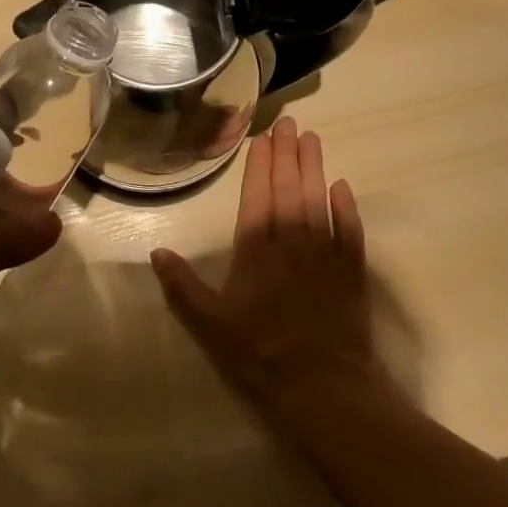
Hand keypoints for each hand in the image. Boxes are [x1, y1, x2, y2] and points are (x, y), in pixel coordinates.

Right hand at [150, 116, 378, 408]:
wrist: (322, 383)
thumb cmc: (260, 352)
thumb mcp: (210, 324)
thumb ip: (183, 286)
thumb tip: (156, 252)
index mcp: (256, 251)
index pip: (256, 197)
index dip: (259, 166)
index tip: (262, 138)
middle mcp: (291, 242)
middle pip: (289, 189)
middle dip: (287, 154)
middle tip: (290, 123)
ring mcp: (325, 254)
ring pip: (318, 200)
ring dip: (314, 168)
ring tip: (312, 139)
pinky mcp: (352, 270)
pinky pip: (351, 230)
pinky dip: (347, 207)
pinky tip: (343, 186)